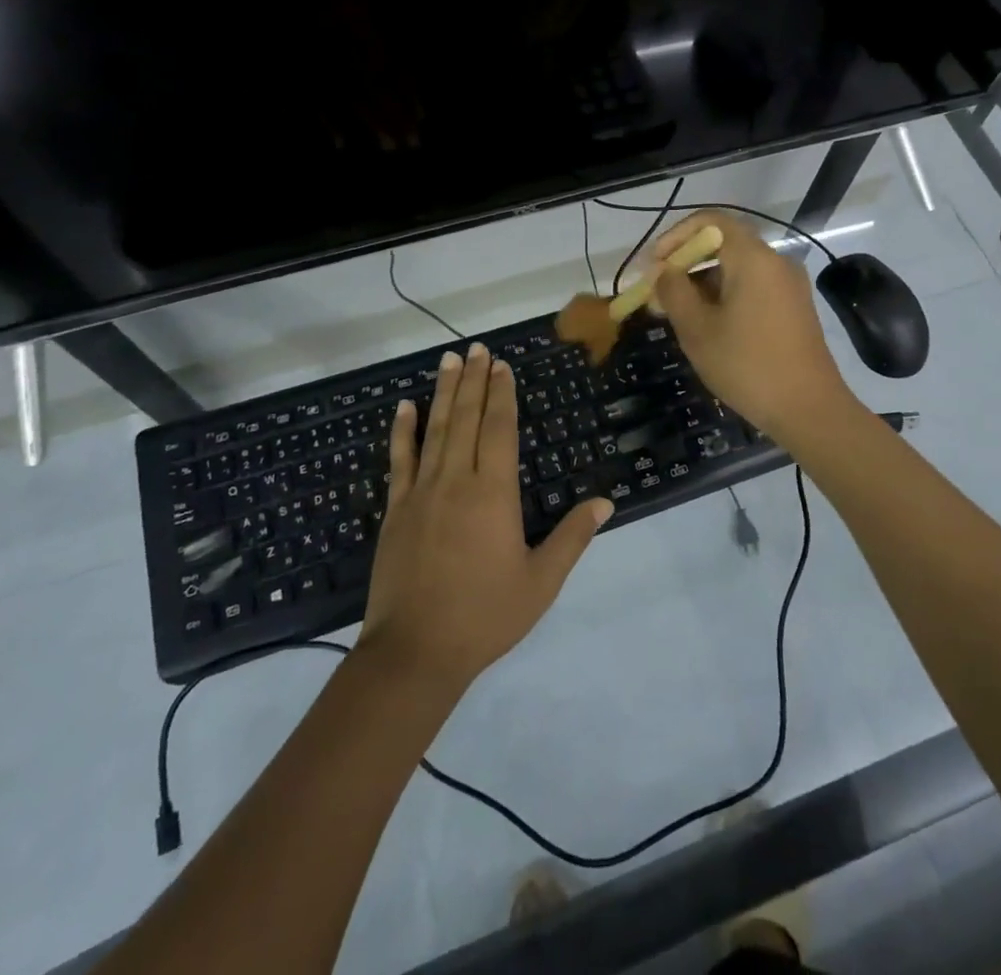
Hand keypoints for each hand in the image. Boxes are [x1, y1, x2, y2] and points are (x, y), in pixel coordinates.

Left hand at [361, 343, 611, 689]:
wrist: (416, 652)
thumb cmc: (485, 616)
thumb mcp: (541, 582)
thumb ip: (572, 537)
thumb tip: (605, 501)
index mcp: (494, 494)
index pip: (499, 430)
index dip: (502, 394)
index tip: (502, 365)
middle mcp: (457, 481)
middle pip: (467, 419)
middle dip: (474, 380)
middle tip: (477, 348)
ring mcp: (421, 492)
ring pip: (435, 430)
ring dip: (443, 392)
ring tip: (449, 360)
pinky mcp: (396, 509)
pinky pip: (399, 460)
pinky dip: (402, 430)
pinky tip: (405, 407)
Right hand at [646, 211, 854, 441]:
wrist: (809, 409)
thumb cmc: (747, 365)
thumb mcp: (697, 329)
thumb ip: (673, 291)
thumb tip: (663, 271)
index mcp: (753, 258)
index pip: (711, 221)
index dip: (676, 236)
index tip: (655, 265)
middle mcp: (776, 261)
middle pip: (724, 243)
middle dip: (687, 263)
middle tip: (660, 293)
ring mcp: (789, 285)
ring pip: (738, 268)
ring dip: (704, 282)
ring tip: (679, 315)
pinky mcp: (794, 307)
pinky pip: (754, 286)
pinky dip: (726, 295)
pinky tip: (709, 326)